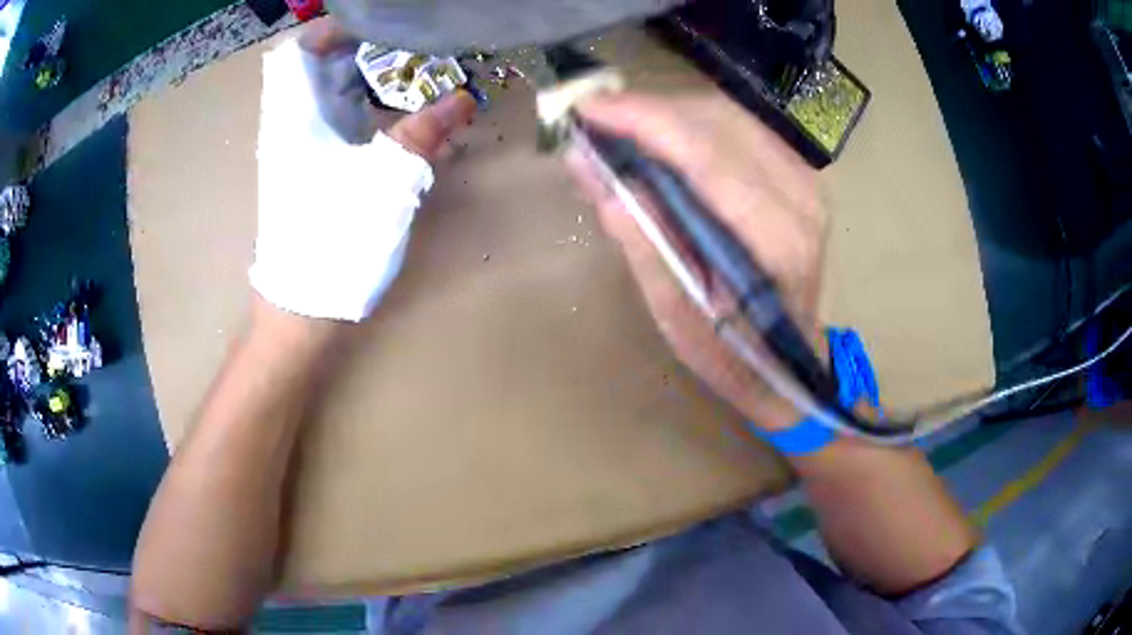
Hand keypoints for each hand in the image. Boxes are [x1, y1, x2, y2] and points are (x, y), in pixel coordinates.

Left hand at [251, 21, 475, 322]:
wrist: (303, 310)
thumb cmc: (334, 242)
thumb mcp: (386, 182)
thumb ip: (423, 133)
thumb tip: (461, 98)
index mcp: (295, 117)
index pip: (299, 49)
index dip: (335, 29)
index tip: (381, 27)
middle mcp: (291, 126)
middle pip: (321, 67)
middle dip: (367, 51)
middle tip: (414, 50)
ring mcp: (299, 151)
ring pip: (331, 95)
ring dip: (371, 81)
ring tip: (417, 79)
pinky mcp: (311, 172)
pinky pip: (337, 123)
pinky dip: (368, 112)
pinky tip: (402, 121)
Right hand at [566, 93, 826, 430]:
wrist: (791, 358)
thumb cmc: (735, 353)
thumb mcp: (678, 316)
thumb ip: (643, 241)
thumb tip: (595, 172)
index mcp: (777, 241)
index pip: (707, 155)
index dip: (645, 121)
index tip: (588, 108)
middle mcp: (802, 198)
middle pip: (719, 123)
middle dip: (651, 112)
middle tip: (598, 122)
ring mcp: (807, 180)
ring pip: (729, 116)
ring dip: (670, 114)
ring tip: (624, 131)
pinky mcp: (800, 173)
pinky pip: (740, 127)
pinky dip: (694, 124)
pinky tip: (665, 140)